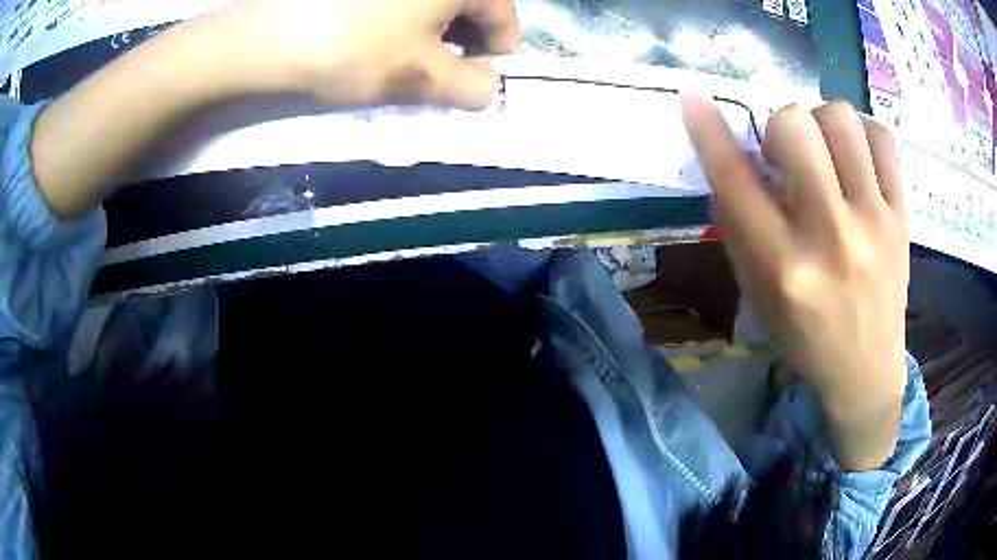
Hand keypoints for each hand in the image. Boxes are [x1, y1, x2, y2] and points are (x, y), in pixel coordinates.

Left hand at [209, 0, 519, 108]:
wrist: (268, 35)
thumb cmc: (355, 49)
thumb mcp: (420, 76)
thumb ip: (470, 87)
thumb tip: (489, 90)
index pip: (503, 16)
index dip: (500, 54)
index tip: (484, 82)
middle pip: (471, 3)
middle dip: (466, 42)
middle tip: (447, 75)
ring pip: (435, 0)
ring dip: (436, 30)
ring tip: (414, 60)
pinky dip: (406, 17)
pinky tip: (386, 38)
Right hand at [680, 95, 908, 470]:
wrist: (866, 371)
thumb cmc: (805, 338)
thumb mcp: (758, 296)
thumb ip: (739, 228)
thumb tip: (729, 159)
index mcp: (784, 267)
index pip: (736, 180)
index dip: (708, 131)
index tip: (691, 98)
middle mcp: (830, 236)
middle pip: (795, 126)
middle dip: (779, 125)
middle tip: (788, 152)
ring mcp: (874, 222)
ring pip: (841, 119)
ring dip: (821, 122)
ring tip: (825, 150)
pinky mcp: (902, 216)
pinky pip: (882, 138)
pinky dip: (862, 133)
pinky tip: (855, 155)